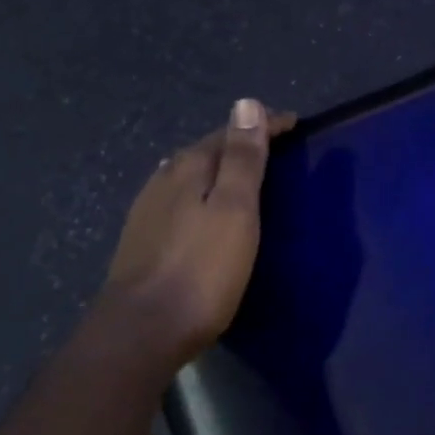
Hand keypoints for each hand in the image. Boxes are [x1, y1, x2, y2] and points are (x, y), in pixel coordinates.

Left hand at [102, 98, 296, 362]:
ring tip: (240, 174)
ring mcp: (147, 212)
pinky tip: (198, 207)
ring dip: (215, 167)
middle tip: (272, 147)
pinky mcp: (141, 241)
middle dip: (238, 143)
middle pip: (205, 150)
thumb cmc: (201, 269)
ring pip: (187, 174)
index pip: (230, 133)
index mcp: (188, 168)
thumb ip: (243, 159)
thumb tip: (246, 103)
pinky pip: (176, 199)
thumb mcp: (235, 210)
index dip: (263, 125)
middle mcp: (163, 181)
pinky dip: (198, 192)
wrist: (142, 331)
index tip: (293, 123)